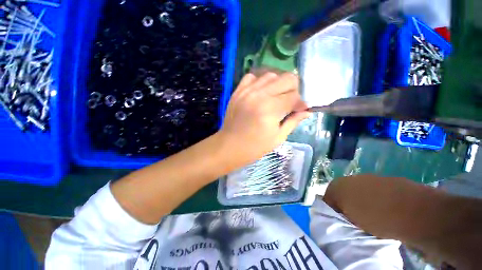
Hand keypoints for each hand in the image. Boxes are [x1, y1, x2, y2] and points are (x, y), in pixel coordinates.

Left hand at [216, 72, 310, 167]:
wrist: (229, 146)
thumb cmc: (254, 147)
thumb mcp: (277, 138)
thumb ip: (293, 121)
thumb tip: (306, 111)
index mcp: (270, 109)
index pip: (294, 97)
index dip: (301, 103)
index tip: (300, 110)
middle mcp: (259, 95)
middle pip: (286, 78)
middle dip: (294, 89)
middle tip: (291, 102)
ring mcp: (246, 91)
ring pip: (271, 74)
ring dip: (279, 84)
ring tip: (277, 96)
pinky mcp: (237, 91)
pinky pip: (252, 76)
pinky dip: (261, 81)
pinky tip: (262, 91)